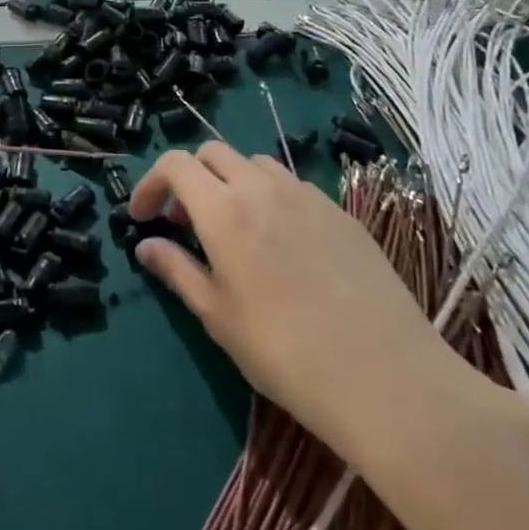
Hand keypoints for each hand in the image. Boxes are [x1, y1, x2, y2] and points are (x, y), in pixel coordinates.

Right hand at [127, 142, 463, 454]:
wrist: (385, 376)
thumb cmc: (285, 352)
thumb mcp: (218, 316)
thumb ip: (177, 270)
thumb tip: (146, 246)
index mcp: (224, 210)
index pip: (176, 164)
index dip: (151, 183)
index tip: (144, 217)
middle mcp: (262, 187)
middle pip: (213, 153)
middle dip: (190, 177)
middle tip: (185, 222)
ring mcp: (306, 195)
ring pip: (255, 164)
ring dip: (231, 182)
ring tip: (234, 229)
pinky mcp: (340, 212)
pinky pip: (293, 185)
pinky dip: (270, 196)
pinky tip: (281, 243)